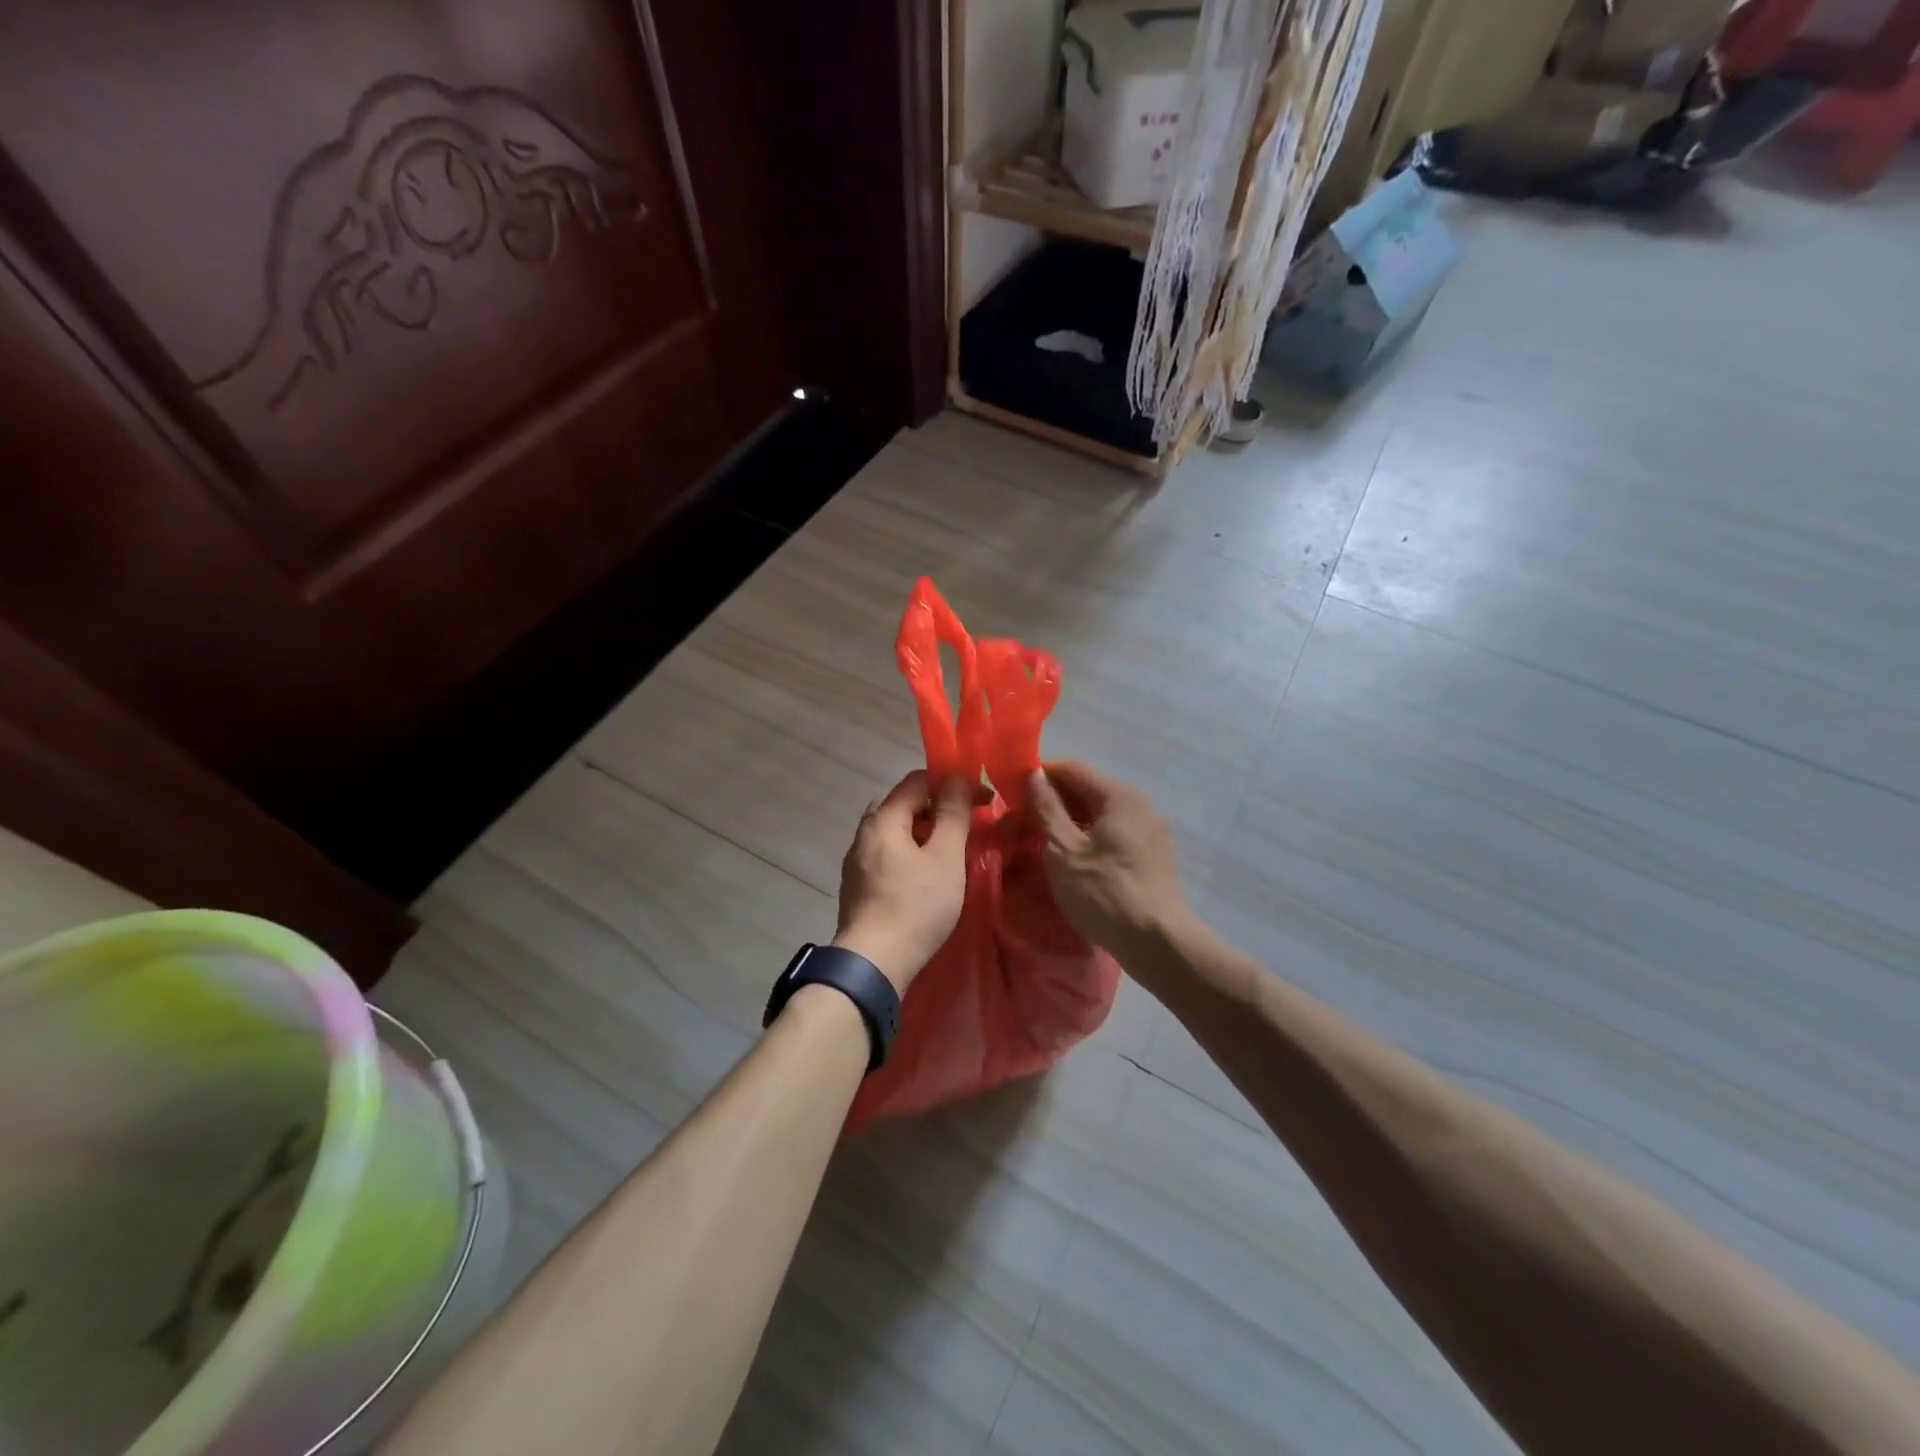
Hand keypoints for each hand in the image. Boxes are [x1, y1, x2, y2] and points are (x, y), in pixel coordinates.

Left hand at [834, 770, 972, 993]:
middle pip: (904, 805)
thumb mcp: (945, 857)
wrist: (873, 964)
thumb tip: (958, 779)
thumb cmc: (915, 906)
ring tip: (953, 851)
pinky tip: (928, 876)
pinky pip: (889, 856)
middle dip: (939, 808)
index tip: (982, 800)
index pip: (916, 780)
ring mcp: (857, 862)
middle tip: (970, 825)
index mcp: (882, 819)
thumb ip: (953, 814)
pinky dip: (912, 854)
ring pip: (896, 832)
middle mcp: (863, 833)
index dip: (952, 782)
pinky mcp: (859, 887)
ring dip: (926, 833)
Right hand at [1027, 761, 1188, 960]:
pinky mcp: (1151, 858)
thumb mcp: (1063, 850)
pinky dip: (1085, 841)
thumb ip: (1046, 808)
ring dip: (1065, 824)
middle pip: (1086, 792)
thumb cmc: (1104, 892)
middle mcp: (1139, 806)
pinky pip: (1111, 837)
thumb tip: (1033, 774)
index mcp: (1119, 796)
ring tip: (1036, 844)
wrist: (1157, 943)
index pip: (1072, 770)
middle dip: (1049, 804)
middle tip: (1017, 824)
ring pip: (1097, 817)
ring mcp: (1148, 833)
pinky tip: (1066, 861)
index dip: (1038, 776)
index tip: (1010, 793)